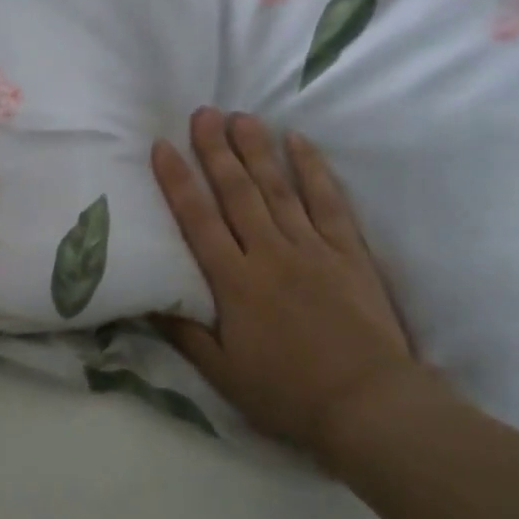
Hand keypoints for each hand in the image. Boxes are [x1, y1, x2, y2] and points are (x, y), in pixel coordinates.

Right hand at [151, 108, 418, 457]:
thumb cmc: (288, 394)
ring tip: (241, 116)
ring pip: (278, 188)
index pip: (197, 220)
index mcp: (234, 282)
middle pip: (237, 192)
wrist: (368, 406)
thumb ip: (184, 332)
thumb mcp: (223, 373)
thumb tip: (150, 299)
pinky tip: (299, 142)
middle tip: (204, 112)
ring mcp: (311, 248)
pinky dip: (313, 170)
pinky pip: (328, 201)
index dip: (177, 181)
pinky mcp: (348, 252)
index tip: (162, 146)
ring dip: (257, 150)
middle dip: (217, 150)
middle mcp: (269, 253)